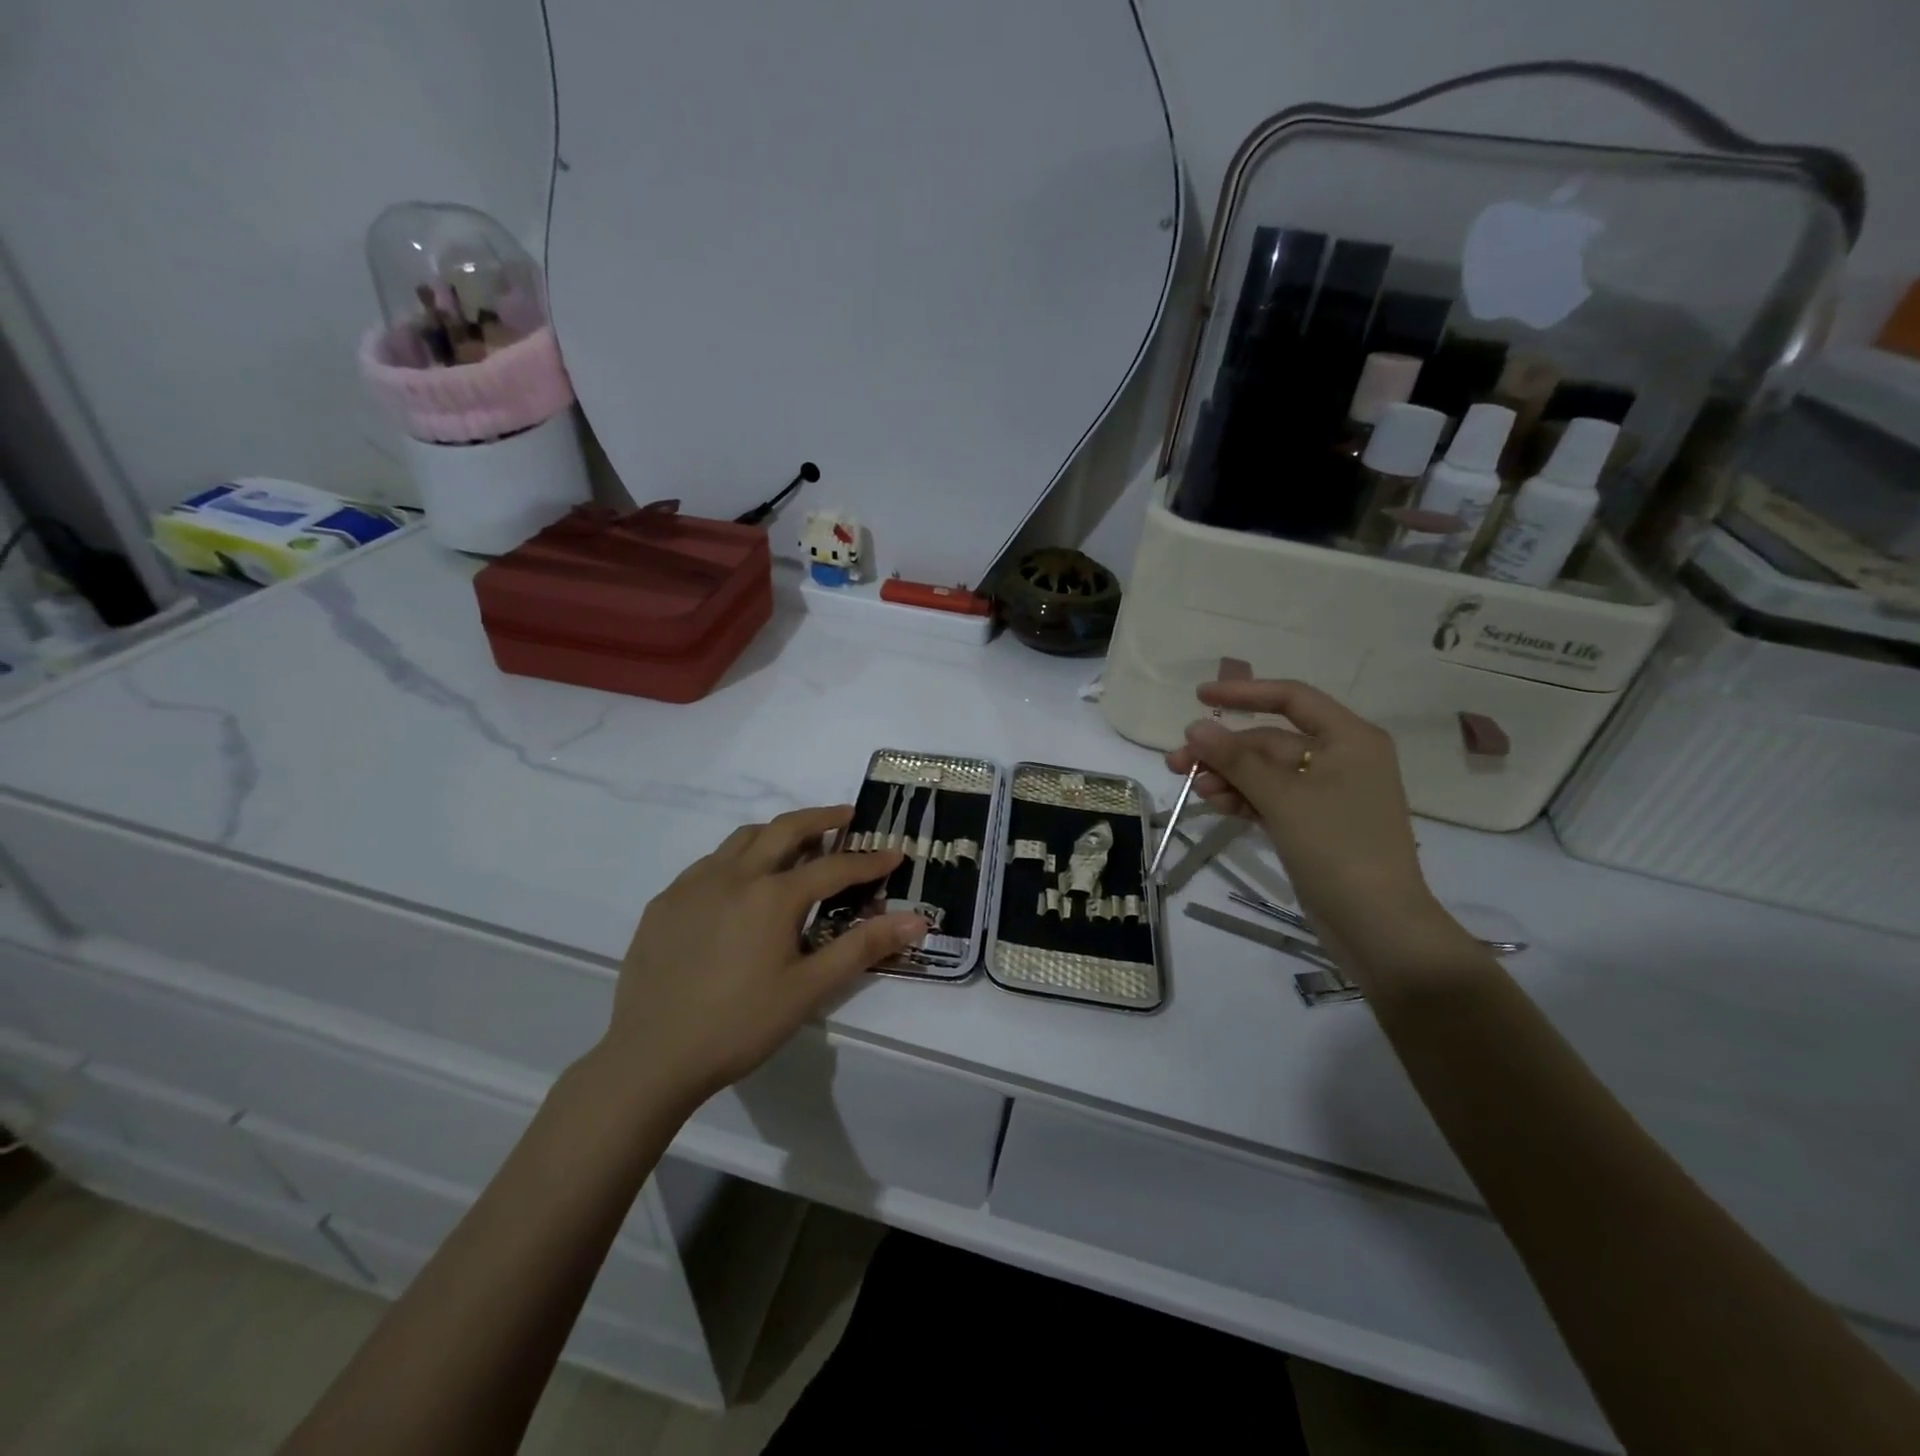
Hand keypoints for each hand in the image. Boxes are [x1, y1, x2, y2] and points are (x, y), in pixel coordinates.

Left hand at [599, 806, 927, 1107]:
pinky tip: (739, 885)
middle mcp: (733, 875)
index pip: (834, 867)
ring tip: (796, 844)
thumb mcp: (809, 989)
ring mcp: (693, 884)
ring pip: (741, 839)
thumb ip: (863, 947)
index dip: (869, 860)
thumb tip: (917, 919)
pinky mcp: (664, 903)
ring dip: (776, 833)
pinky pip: (709, 864)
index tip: (894, 853)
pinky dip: (737, 858)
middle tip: (846, 816)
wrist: (650, 1058)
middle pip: (784, 829)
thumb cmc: (740, 1024)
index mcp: (772, 895)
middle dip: (821, 817)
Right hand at [1165, 680, 1444, 953]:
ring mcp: (1327, 793)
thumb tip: (1195, 727)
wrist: (1377, 924)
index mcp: (1349, 738)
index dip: (1244, 694)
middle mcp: (1341, 758)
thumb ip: (1237, 759)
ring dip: (1229, 777)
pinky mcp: (1314, 824)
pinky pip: (1271, 798)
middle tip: (1177, 762)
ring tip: (1194, 789)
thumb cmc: (1337, 847)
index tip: (1200, 698)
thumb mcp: (1283, 797)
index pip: (1291, 699)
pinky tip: (1216, 804)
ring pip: (1266, 772)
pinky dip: (1244, 798)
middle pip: (1271, 740)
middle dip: (1225, 751)